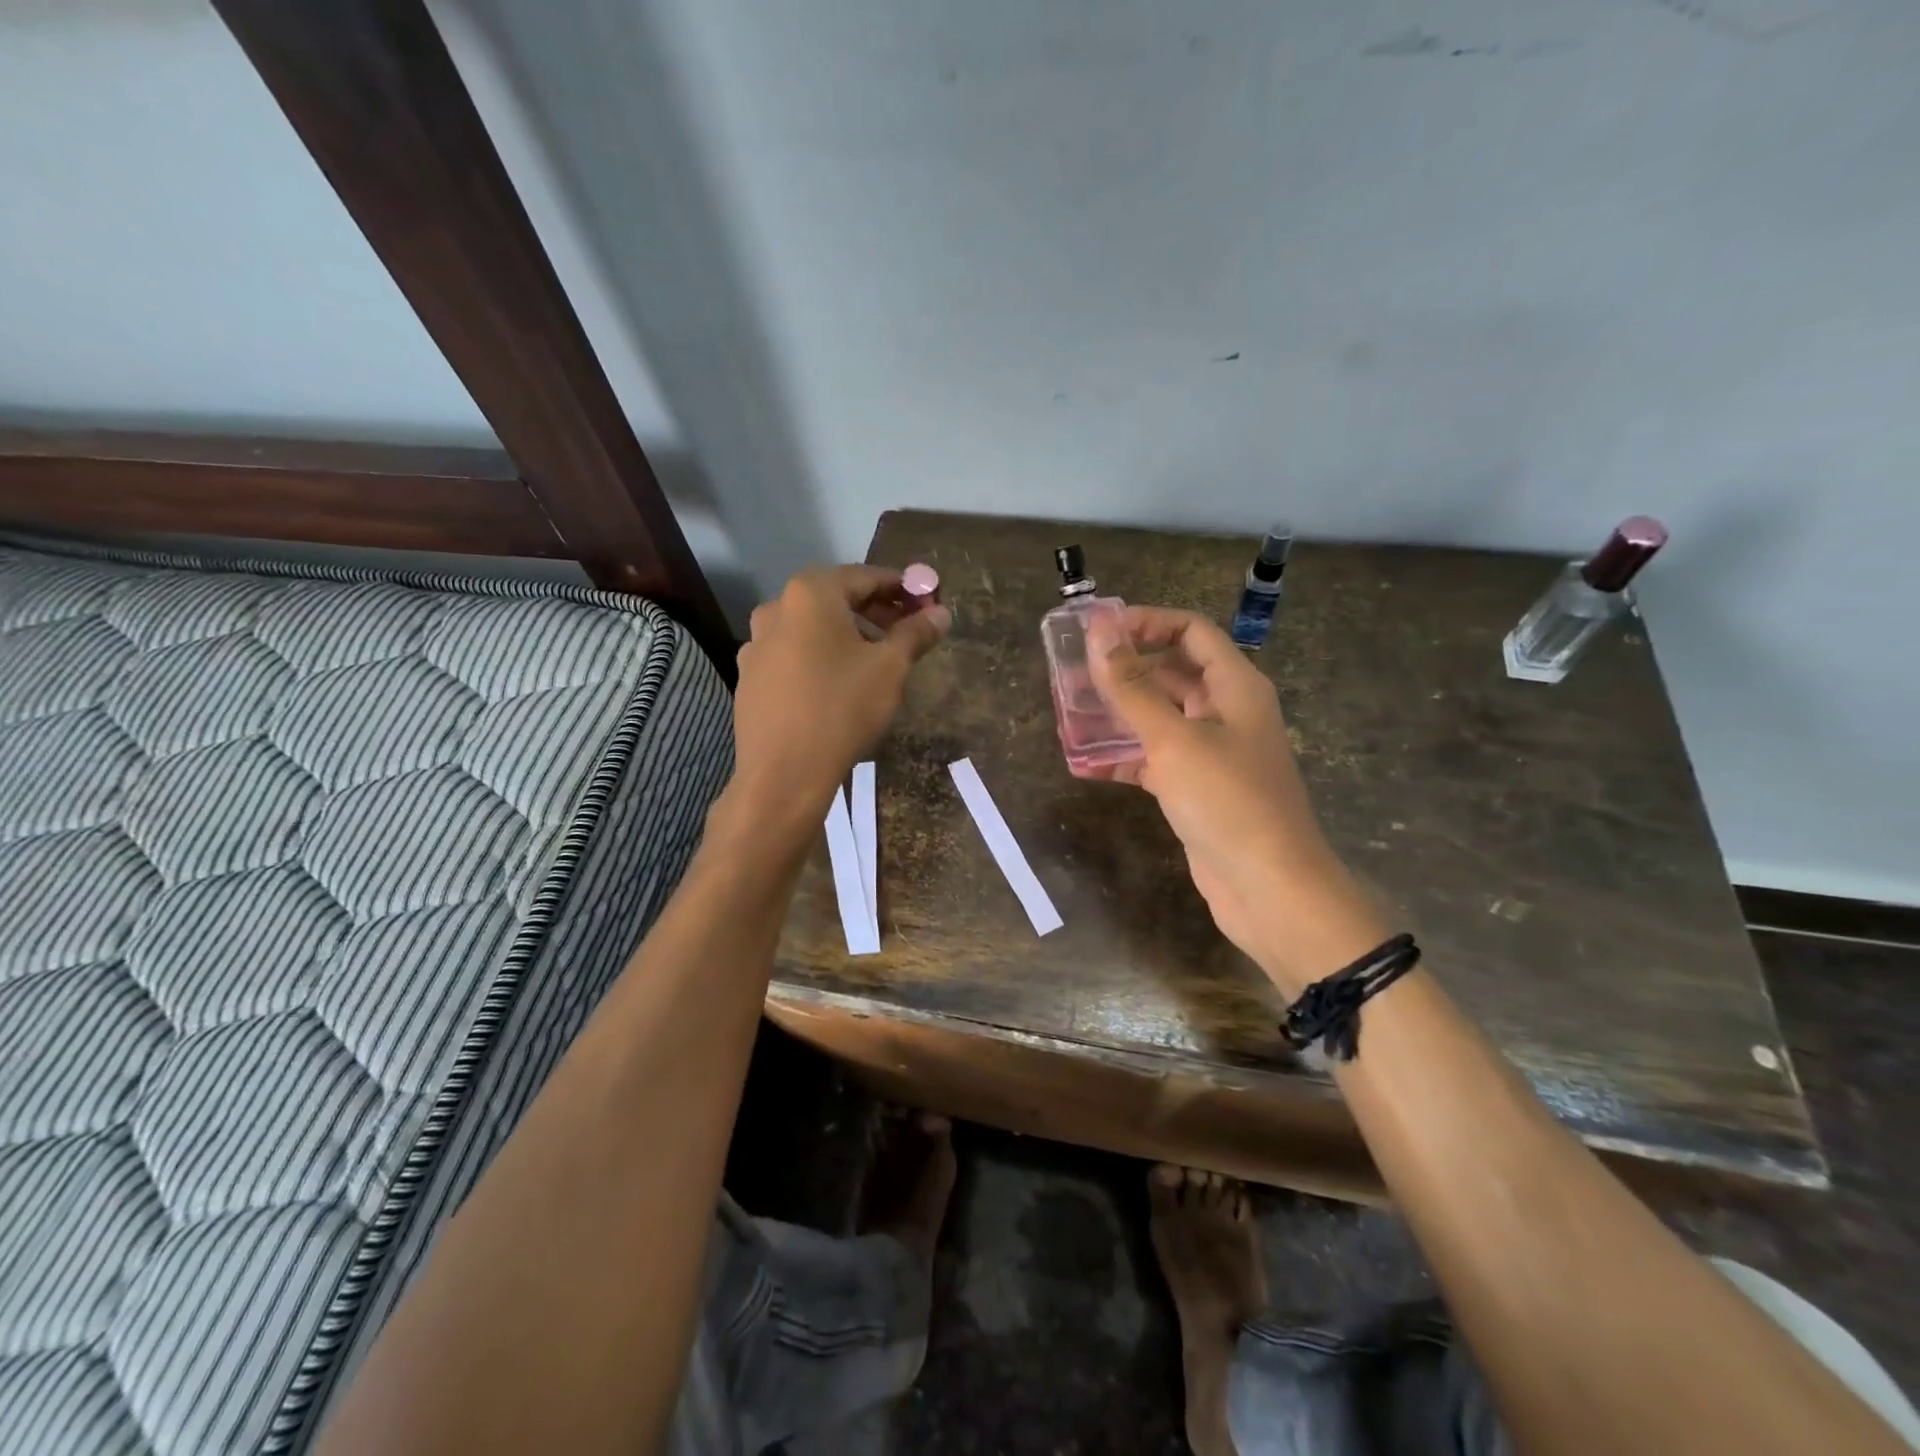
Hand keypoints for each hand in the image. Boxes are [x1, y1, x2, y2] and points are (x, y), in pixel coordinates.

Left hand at [730, 566, 950, 825]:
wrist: (783, 774)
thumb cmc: (842, 708)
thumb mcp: (890, 668)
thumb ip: (916, 633)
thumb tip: (941, 612)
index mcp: (810, 594)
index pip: (866, 577)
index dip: (902, 587)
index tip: (927, 602)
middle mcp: (777, 608)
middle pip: (836, 599)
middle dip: (876, 611)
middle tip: (908, 632)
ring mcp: (757, 644)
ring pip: (813, 628)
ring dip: (847, 635)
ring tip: (877, 661)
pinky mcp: (750, 678)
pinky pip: (794, 655)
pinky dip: (821, 658)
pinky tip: (839, 685)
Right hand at [1086, 607, 1385, 994]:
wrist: (1268, 889)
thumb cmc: (1227, 801)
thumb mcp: (1173, 739)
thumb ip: (1132, 686)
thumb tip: (1099, 629)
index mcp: (1235, 686)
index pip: (1190, 631)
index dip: (1146, 623)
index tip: (1097, 633)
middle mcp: (1226, 712)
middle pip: (1171, 673)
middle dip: (1123, 671)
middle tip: (1070, 676)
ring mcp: (1212, 752)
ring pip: (1159, 718)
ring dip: (1118, 715)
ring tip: (1069, 714)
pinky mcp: (1196, 789)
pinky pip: (1155, 759)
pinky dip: (1124, 758)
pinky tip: (1084, 764)